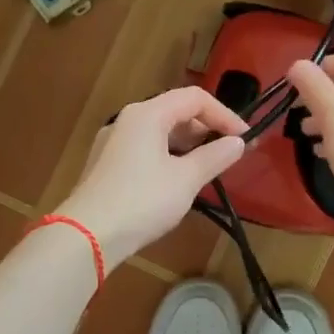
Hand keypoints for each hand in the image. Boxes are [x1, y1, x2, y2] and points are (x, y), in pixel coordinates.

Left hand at [57, 87, 247, 264]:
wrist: (88, 235)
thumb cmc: (142, 201)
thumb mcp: (186, 179)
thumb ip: (214, 157)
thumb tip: (238, 143)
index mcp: (147, 114)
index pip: (195, 98)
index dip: (224, 115)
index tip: (245, 139)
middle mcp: (128, 119)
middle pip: (175, 111)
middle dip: (206, 129)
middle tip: (229, 153)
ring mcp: (113, 141)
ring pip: (160, 131)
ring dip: (188, 144)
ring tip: (209, 167)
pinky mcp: (107, 164)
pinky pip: (145, 148)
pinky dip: (169, 155)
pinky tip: (178, 180)